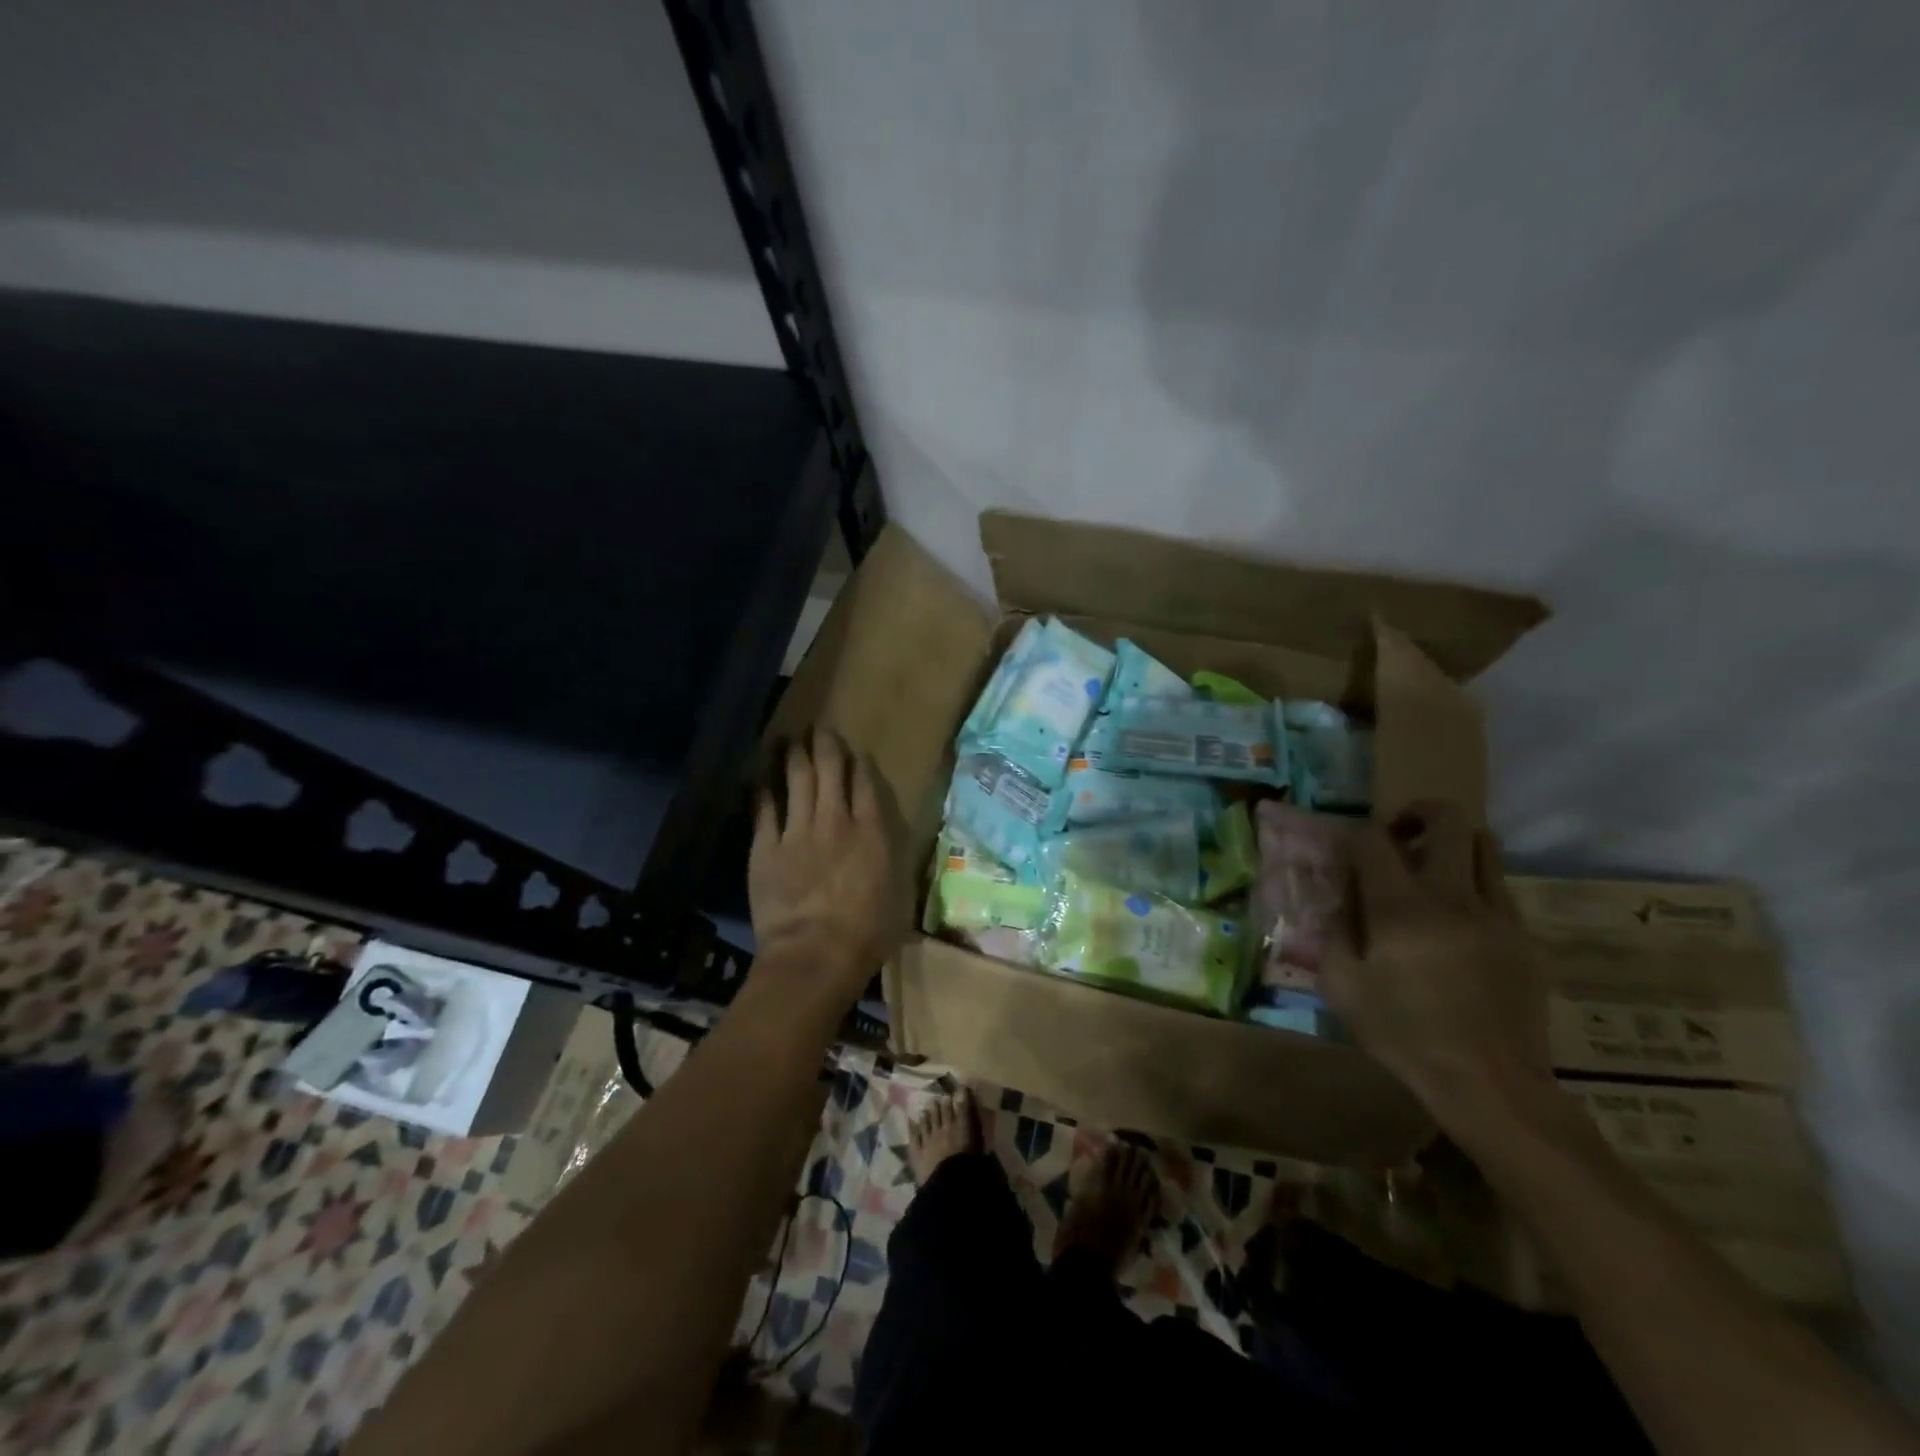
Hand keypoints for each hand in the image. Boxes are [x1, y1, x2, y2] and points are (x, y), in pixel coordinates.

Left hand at [748, 728, 906, 1003]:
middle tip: (820, 729)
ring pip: (796, 780)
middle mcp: (835, 821)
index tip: (854, 753)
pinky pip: (764, 809)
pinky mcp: (766, 847)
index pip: (864, 784)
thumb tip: (888, 852)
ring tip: (790, 738)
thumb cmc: (866, 935)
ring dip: (794, 755)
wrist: (814, 956)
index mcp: (871, 833)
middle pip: (829, 771)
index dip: (858, 764)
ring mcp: (798, 831)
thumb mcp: (897, 897)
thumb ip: (892, 865)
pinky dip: (763, 789)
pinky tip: (760, 776)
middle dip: (825, 745)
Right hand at [1322, 801, 1554, 1134]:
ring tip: (1430, 872)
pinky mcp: (1526, 937)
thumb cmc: (1404, 1034)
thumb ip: (1333, 931)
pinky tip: (1456, 921)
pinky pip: (1500, 888)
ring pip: (1485, 845)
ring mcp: (1498, 914)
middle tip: (1398, 837)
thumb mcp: (1342, 986)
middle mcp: (1454, 897)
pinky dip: (1474, 885)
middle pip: (1449, 819)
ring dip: (1452, 844)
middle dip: (1418, 813)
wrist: (1490, 1084)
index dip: (1355, 836)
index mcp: (1401, 908)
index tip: (1348, 855)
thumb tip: (1339, 896)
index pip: (1373, 839)